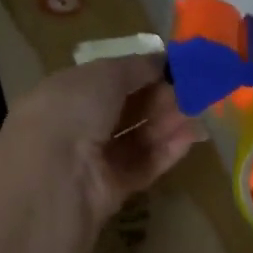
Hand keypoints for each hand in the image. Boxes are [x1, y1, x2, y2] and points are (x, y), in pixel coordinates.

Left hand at [0, 54, 204, 228]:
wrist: (53, 180)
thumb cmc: (71, 112)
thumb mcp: (104, 74)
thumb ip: (136, 67)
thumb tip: (161, 61)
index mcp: (64, 94)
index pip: (106, 80)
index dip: (140, 73)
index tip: (174, 68)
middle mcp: (76, 127)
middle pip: (125, 110)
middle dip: (159, 98)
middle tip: (193, 90)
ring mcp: (92, 161)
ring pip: (137, 138)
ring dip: (167, 123)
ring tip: (199, 111)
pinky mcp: (110, 191)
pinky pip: (142, 166)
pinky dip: (166, 151)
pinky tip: (190, 137)